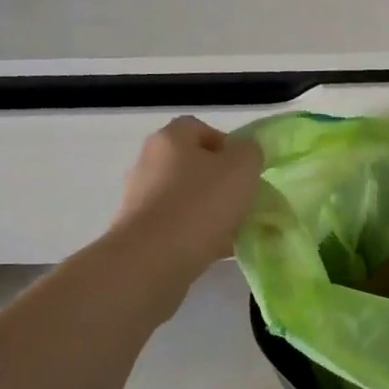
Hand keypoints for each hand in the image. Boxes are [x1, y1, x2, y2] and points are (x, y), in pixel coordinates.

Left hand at [111, 117, 263, 284]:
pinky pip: (175, 226)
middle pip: (191, 164)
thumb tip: (244, 153)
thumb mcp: (242, 168)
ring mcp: (140, 198)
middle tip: (242, 199)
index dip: (225, 144)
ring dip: (208, 209)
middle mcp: (149, 163)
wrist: (153, 259)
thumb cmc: (201, 203)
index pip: (199, 128)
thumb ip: (250, 152)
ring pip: (185, 197)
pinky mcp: (138, 231)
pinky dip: (195, 233)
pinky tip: (216, 249)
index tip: (244, 168)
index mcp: (170, 139)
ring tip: (234, 229)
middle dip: (219, 180)